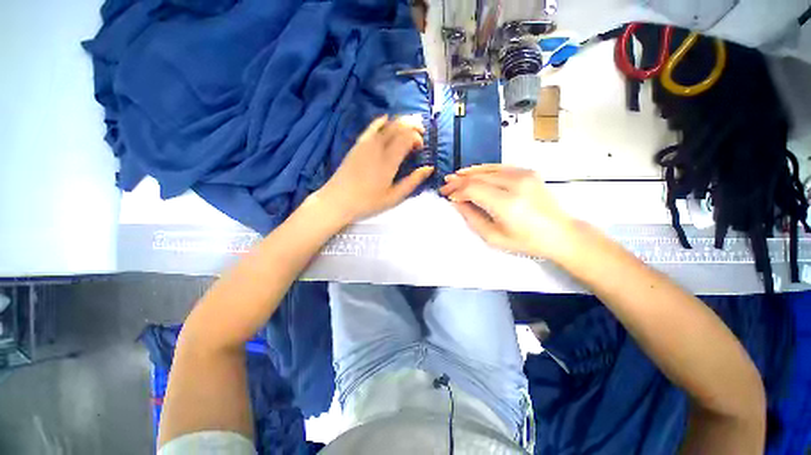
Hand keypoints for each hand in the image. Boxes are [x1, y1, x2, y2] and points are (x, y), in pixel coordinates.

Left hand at [315, 115, 433, 223]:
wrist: (338, 200)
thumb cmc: (368, 202)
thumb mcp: (394, 196)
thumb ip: (413, 181)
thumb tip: (429, 168)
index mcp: (389, 161)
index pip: (407, 137)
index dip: (417, 138)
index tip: (420, 148)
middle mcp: (379, 147)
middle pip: (398, 127)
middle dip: (412, 126)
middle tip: (420, 133)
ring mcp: (366, 144)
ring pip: (386, 124)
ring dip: (400, 122)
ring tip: (409, 126)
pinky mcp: (357, 144)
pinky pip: (371, 127)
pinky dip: (380, 121)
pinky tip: (386, 118)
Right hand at [440, 164, 574, 259]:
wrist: (560, 233)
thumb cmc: (526, 241)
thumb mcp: (493, 237)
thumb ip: (472, 218)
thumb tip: (457, 202)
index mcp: (507, 204)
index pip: (473, 189)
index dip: (456, 191)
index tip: (446, 195)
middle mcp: (515, 184)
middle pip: (478, 177)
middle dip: (459, 181)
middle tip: (445, 186)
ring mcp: (523, 175)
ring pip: (487, 169)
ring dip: (468, 173)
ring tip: (454, 177)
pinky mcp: (527, 172)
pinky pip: (499, 167)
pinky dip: (483, 169)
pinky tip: (473, 172)